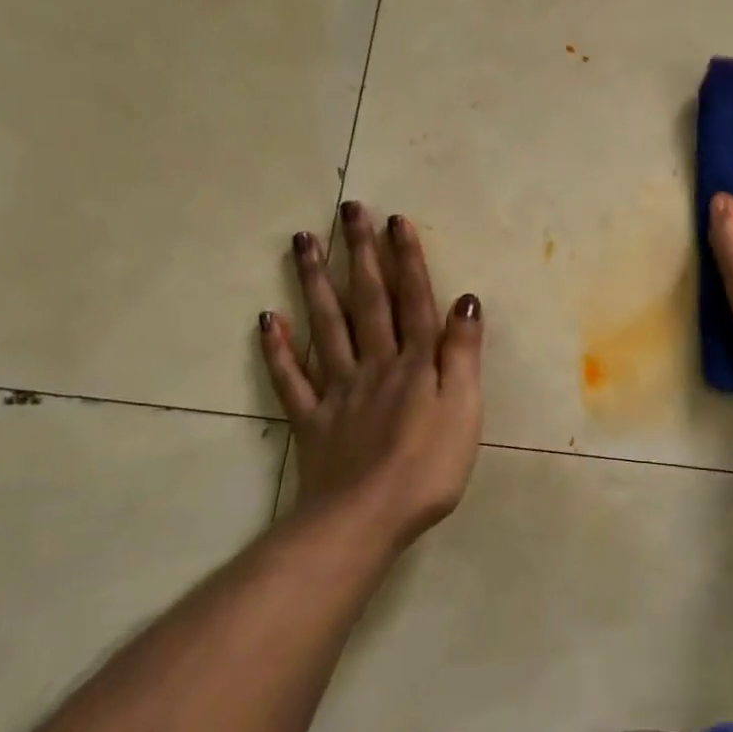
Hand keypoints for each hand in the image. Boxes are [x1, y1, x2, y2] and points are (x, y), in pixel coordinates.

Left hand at [258, 203, 483, 551]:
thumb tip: (465, 300)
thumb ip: (462, 353)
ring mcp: (338, 390)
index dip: (406, 259)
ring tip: (302, 242)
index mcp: (415, 362)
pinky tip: (267, 318)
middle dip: (359, 254)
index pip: (412, 300)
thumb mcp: (464, 409)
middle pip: (367, 301)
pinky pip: (291, 379)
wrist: (364, 520)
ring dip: (315, 282)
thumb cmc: (428, 467)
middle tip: (347, 212)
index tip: (395, 220)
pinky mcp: (312, 420)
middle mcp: (375, 363)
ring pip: (326, 327)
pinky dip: (278, 348)